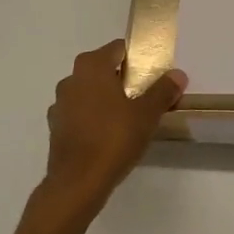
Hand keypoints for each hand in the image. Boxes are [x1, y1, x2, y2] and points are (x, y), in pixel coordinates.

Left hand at [39, 40, 186, 220]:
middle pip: (103, 69)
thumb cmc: (113, 139)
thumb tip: (178, 74)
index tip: (154, 74)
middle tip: (146, 97)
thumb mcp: (146, 114)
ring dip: (107, 99)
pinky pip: (80, 113)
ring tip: (129, 118)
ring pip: (90, 92)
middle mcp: (71, 79)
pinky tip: (108, 135)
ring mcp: (60, 104)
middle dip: (124, 80)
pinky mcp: (56, 127)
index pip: (118, 49)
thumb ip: (162, 90)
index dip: (138, 58)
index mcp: (92, 66)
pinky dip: (94, 118)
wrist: (77, 184)